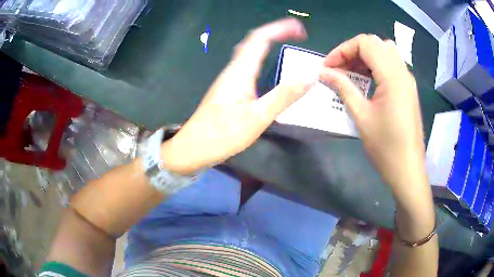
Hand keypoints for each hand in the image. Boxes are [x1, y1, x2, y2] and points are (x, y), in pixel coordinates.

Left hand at [161, 18, 314, 173]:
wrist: (193, 147)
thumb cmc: (223, 133)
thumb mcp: (258, 116)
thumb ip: (284, 95)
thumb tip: (310, 75)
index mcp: (240, 71)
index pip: (260, 38)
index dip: (280, 28)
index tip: (300, 29)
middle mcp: (233, 70)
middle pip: (254, 41)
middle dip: (276, 32)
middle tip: (296, 34)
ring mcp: (229, 79)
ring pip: (249, 52)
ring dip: (267, 43)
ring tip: (285, 43)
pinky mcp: (228, 90)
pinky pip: (246, 65)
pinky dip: (261, 57)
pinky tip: (266, 67)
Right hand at [319, 34, 426, 200]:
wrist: (408, 169)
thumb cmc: (385, 146)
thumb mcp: (361, 116)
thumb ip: (343, 88)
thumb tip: (323, 72)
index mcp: (392, 76)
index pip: (365, 43)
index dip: (342, 49)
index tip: (328, 66)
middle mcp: (403, 71)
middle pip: (375, 43)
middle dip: (352, 51)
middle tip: (338, 68)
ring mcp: (408, 79)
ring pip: (385, 51)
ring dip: (365, 56)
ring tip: (351, 73)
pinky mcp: (408, 88)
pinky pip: (391, 64)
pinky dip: (376, 65)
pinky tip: (367, 81)